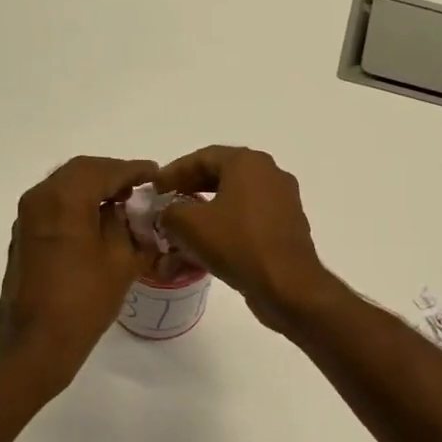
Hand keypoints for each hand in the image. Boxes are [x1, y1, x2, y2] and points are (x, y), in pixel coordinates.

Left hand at [0, 156, 157, 383]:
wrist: (36, 342)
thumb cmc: (84, 301)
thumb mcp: (120, 261)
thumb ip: (127, 227)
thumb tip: (126, 212)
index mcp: (65, 199)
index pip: (104, 170)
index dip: (133, 170)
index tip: (155, 174)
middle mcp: (40, 198)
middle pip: (80, 172)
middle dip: (112, 175)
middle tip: (139, 188)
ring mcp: (26, 218)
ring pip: (64, 187)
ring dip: (93, 189)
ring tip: (121, 204)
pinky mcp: (22, 237)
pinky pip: (53, 206)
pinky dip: (76, 205)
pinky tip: (97, 223)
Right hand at [155, 146, 332, 331]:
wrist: (287, 284)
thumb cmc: (237, 244)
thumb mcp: (189, 225)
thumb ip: (169, 212)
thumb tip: (167, 214)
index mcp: (248, 163)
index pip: (203, 157)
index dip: (173, 172)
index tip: (154, 188)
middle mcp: (269, 174)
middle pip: (221, 176)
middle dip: (190, 190)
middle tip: (167, 203)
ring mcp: (282, 201)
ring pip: (235, 200)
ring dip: (206, 212)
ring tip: (183, 229)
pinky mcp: (286, 227)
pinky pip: (248, 220)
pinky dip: (226, 228)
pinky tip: (207, 248)